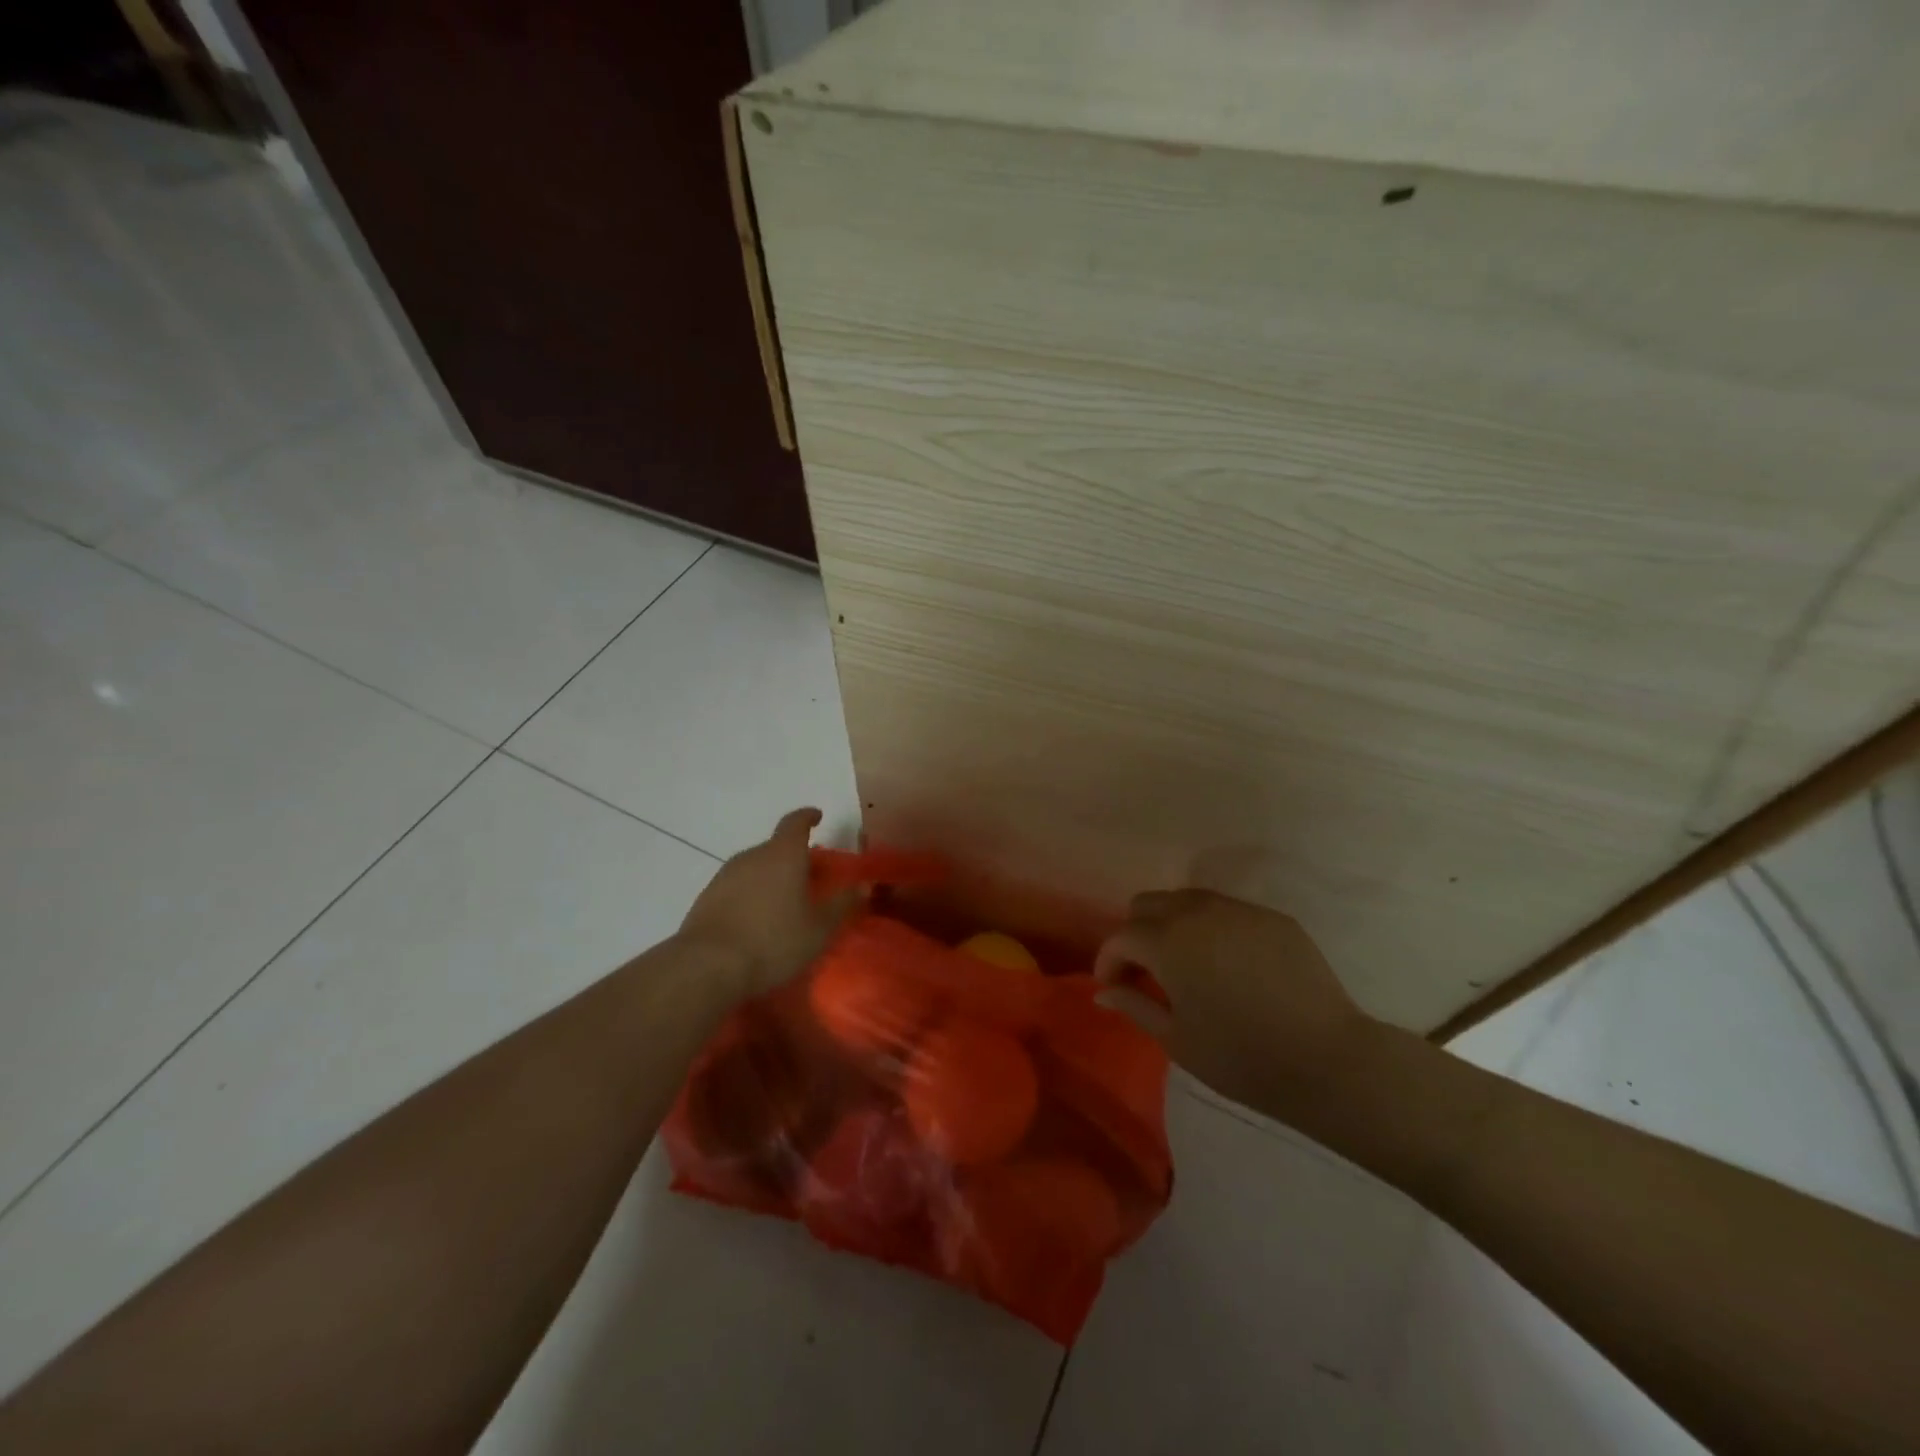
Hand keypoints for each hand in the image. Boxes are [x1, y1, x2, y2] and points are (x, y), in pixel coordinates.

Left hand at [676, 808, 859, 998]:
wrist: (707, 966)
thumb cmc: (773, 941)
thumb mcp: (819, 928)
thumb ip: (842, 905)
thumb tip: (864, 886)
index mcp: (783, 854)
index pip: (795, 822)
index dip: (808, 817)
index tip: (817, 816)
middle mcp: (752, 856)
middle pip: (776, 847)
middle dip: (794, 858)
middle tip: (810, 879)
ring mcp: (724, 876)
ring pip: (755, 868)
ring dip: (771, 878)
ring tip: (784, 904)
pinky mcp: (706, 898)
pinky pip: (736, 888)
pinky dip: (750, 896)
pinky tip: (756, 922)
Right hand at [1094, 889, 1373, 1113]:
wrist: (1327, 1061)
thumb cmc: (1241, 1058)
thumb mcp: (1177, 1039)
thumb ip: (1134, 1005)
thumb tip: (1104, 992)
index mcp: (1167, 941)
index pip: (1121, 937)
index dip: (1109, 961)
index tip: (1112, 987)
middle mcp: (1198, 912)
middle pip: (1149, 904)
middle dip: (1137, 933)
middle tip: (1145, 971)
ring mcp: (1239, 910)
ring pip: (1188, 900)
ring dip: (1173, 925)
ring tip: (1184, 964)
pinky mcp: (1273, 918)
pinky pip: (1228, 912)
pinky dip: (1213, 930)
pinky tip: (1227, 965)